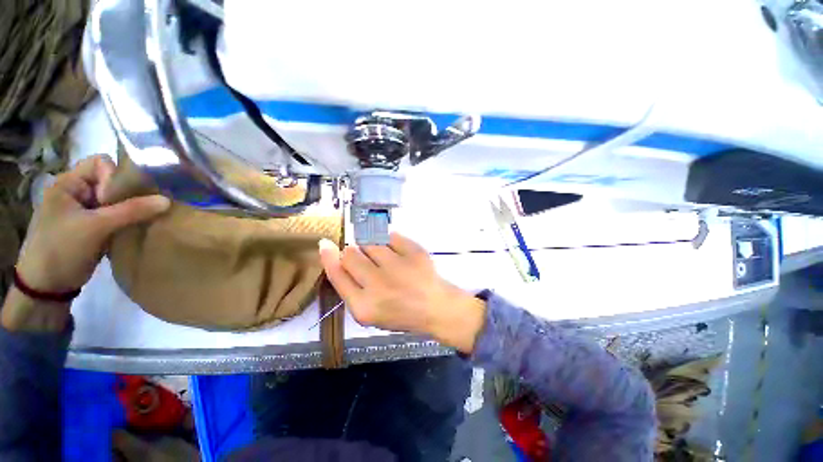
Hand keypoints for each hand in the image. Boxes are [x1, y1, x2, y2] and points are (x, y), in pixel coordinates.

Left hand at [15, 155, 169, 293]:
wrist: (46, 286)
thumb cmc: (61, 249)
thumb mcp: (96, 227)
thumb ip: (131, 211)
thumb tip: (167, 200)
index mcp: (68, 183)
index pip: (100, 163)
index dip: (115, 176)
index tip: (120, 198)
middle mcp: (75, 192)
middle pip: (109, 181)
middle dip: (126, 193)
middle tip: (136, 210)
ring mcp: (82, 210)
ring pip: (114, 199)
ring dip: (128, 209)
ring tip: (137, 221)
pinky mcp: (90, 226)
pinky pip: (113, 215)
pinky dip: (125, 220)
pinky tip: (131, 229)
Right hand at [319, 233, 485, 352]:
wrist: (435, 306)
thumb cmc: (399, 312)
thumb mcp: (368, 311)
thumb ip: (349, 285)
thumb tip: (333, 252)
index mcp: (364, 306)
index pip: (337, 274)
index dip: (329, 257)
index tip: (325, 244)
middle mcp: (378, 284)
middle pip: (351, 253)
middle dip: (354, 253)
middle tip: (368, 261)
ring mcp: (398, 266)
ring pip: (370, 242)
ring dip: (372, 247)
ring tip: (387, 260)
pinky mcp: (414, 251)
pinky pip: (391, 235)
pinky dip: (391, 242)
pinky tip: (399, 255)